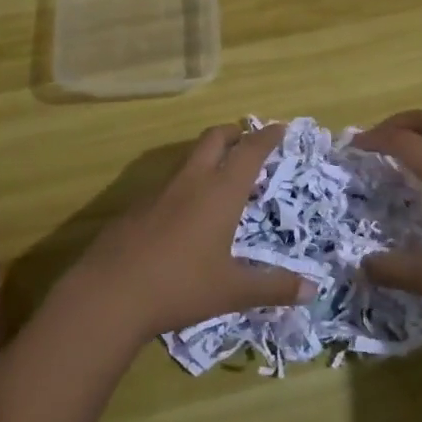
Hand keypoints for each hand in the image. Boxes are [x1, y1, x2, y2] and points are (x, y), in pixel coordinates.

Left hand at [68, 123, 313, 341]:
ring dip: (209, 156)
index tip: (280, 127)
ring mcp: (160, 190)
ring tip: (221, 175)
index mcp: (220, 192)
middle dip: (234, 133)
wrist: (109, 293)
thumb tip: (312, 290)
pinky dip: (187, 182)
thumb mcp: (232, 291)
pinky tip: (186, 211)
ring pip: (189, 158)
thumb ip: (273, 288)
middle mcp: (191, 181)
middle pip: (214, 139)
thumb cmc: (180, 286)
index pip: (249, 151)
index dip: (267, 137)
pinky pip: (169, 182)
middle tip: (248, 139)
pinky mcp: (137, 205)